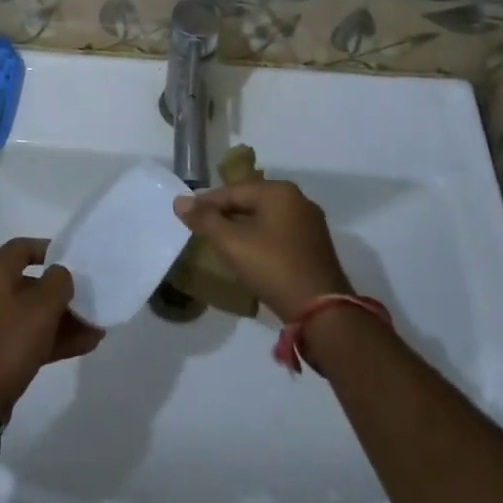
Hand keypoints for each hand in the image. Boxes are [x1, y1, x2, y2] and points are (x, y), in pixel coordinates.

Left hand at [0, 238, 103, 418]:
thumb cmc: (8, 340)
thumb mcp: (41, 307)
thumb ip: (58, 282)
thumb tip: (60, 275)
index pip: (22, 248)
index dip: (48, 249)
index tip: (72, 259)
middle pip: (31, 284)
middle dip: (62, 293)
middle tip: (88, 299)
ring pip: (32, 314)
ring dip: (63, 319)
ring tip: (95, 327)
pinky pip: (28, 337)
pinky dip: (53, 339)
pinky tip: (84, 345)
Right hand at [172, 180, 352, 321]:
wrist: (322, 312)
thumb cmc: (273, 268)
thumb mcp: (232, 243)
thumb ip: (205, 220)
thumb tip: (179, 201)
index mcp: (278, 191)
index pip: (232, 191)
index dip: (206, 203)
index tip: (187, 216)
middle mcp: (298, 199)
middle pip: (250, 201)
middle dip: (225, 214)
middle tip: (202, 229)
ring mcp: (310, 223)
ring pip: (265, 218)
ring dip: (243, 227)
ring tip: (222, 242)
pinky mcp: (316, 245)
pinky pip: (280, 232)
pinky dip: (261, 238)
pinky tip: (250, 254)